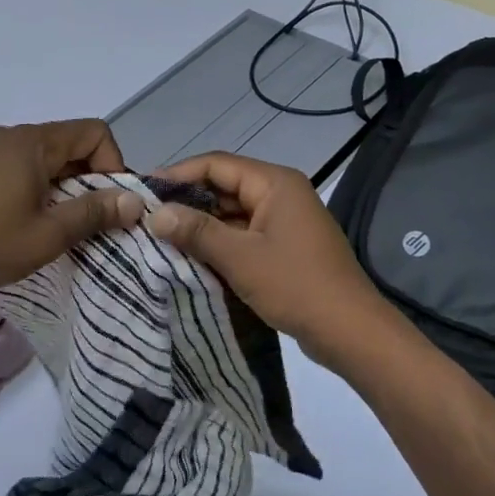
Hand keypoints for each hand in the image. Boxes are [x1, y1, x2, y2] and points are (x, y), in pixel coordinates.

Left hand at [0, 120, 144, 300]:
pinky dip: (39, 187)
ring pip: (47, 158)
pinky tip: (30, 220)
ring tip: (62, 223)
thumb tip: (135, 201)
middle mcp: (12, 136)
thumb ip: (95, 212)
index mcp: (33, 142)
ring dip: (65, 185)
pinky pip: (22, 167)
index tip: (110, 202)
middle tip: (92, 218)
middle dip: (91, 178)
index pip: (94, 132)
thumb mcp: (50, 233)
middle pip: (70, 143)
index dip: (113, 163)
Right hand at [147, 152, 391, 366]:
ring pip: (232, 213)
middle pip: (224, 186)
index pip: (216, 164)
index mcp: (274, 183)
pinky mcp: (285, 246)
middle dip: (187, 202)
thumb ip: (196, 231)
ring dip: (201, 225)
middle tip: (147, 218)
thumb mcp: (240, 257)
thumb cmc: (296, 285)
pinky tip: (192, 258)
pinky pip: (244, 234)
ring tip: (161, 239)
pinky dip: (220, 243)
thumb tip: (155, 214)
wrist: (351, 331)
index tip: (143, 190)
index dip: (178, 174)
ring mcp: (284, 221)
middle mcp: (281, 193)